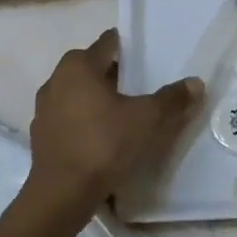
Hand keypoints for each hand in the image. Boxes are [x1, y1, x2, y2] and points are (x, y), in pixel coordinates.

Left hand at [26, 30, 201, 207]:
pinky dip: (86, 123)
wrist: (62, 193)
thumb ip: (172, 98)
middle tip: (143, 87)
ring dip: (99, 100)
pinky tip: (104, 139)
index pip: (108, 44)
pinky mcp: (41, 136)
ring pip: (79, 95)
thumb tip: (195, 83)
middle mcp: (56, 80)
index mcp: (78, 66)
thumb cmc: (104, 144)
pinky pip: (70, 120)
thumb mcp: (148, 120)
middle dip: (116, 75)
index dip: (130, 48)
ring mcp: (44, 110)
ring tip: (126, 114)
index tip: (149, 58)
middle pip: (92, 69)